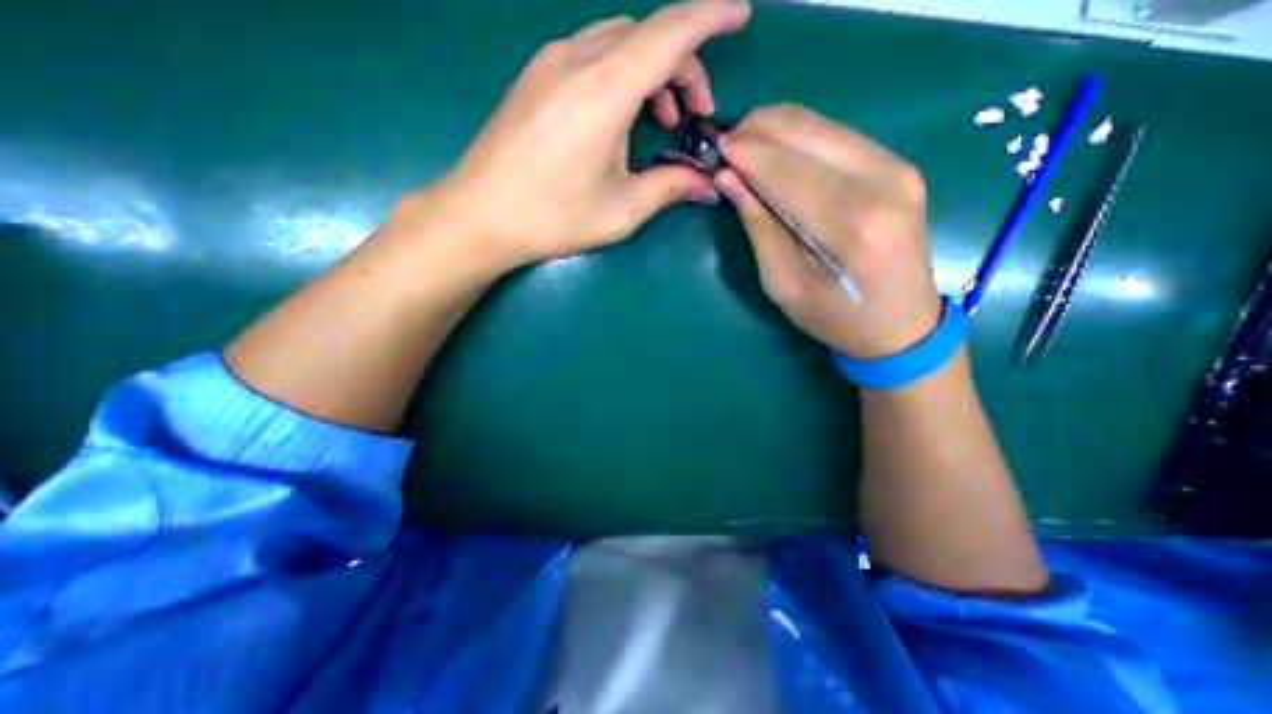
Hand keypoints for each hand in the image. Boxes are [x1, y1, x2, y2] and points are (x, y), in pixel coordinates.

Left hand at [407, 4, 746, 269]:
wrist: (479, 215)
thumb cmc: (552, 217)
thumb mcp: (621, 210)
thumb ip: (668, 187)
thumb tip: (705, 183)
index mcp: (604, 91)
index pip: (670, 32)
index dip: (712, 16)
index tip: (740, 15)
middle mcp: (576, 60)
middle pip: (646, 35)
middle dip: (683, 66)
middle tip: (693, 116)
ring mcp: (549, 64)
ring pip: (618, 41)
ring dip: (651, 71)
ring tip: (659, 120)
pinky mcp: (535, 78)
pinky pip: (591, 54)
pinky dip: (621, 74)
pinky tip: (619, 116)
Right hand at [715, 102, 943, 360]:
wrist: (901, 324)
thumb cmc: (834, 316)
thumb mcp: (783, 283)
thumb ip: (757, 226)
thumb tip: (728, 178)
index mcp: (850, 226)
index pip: (787, 171)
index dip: (747, 154)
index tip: (715, 146)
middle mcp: (881, 184)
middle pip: (808, 134)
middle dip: (759, 130)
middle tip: (726, 144)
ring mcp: (898, 168)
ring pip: (824, 125)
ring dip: (779, 129)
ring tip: (747, 146)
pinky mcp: (900, 166)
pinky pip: (840, 135)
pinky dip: (802, 137)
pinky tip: (780, 152)